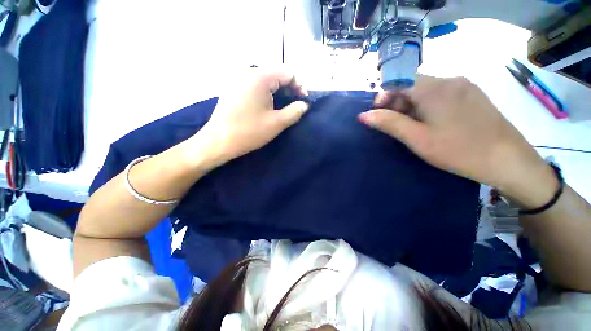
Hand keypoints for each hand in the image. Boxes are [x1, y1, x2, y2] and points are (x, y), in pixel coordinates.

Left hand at [186, 68, 308, 167]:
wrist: (219, 141)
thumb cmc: (249, 132)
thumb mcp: (277, 123)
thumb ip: (295, 111)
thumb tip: (304, 104)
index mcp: (260, 77)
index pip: (288, 72)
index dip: (300, 86)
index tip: (303, 101)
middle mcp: (248, 72)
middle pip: (277, 74)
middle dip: (289, 89)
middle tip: (295, 105)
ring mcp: (238, 79)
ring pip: (266, 80)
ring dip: (279, 91)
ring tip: (283, 107)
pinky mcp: (233, 88)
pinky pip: (255, 85)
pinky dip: (267, 93)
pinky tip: (268, 106)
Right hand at [359, 76, 556, 206]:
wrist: (509, 161)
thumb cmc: (459, 150)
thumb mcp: (417, 139)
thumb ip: (389, 123)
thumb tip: (363, 115)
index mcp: (435, 88)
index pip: (398, 80)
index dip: (384, 96)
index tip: (380, 115)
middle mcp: (449, 79)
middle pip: (412, 84)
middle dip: (397, 102)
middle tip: (396, 126)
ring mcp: (464, 85)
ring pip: (426, 89)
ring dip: (411, 105)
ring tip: (414, 127)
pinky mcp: (472, 94)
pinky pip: (441, 93)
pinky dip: (427, 105)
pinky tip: (432, 123)